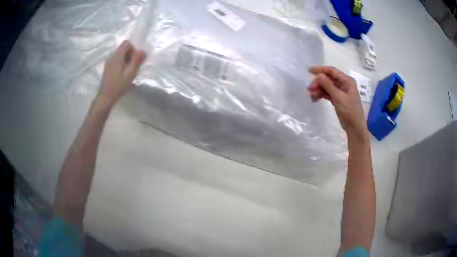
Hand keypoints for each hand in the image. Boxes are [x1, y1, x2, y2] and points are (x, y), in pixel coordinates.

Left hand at [98, 40, 146, 102]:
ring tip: (129, 71)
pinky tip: (123, 74)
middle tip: (133, 66)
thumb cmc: (118, 86)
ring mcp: (108, 62)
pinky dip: (122, 63)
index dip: (133, 48)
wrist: (105, 97)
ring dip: (126, 59)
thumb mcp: (130, 74)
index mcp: (117, 56)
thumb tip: (143, 51)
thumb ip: (137, 61)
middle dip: (130, 54)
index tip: (135, 59)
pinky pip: (116, 60)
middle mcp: (111, 56)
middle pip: (123, 48)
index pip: (126, 43)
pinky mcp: (107, 67)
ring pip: (120, 54)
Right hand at [308, 66, 367, 140]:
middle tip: (309, 89)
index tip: (309, 70)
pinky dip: (321, 95)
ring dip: (318, 89)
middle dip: (318, 83)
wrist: (355, 128)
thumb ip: (328, 85)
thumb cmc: (350, 112)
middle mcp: (344, 84)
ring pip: (326, 86)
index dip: (320, 69)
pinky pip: (327, 94)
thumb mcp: (339, 97)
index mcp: (347, 81)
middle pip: (328, 79)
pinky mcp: (337, 99)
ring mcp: (340, 92)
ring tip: (311, 95)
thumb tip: (318, 75)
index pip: (332, 71)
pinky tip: (314, 99)